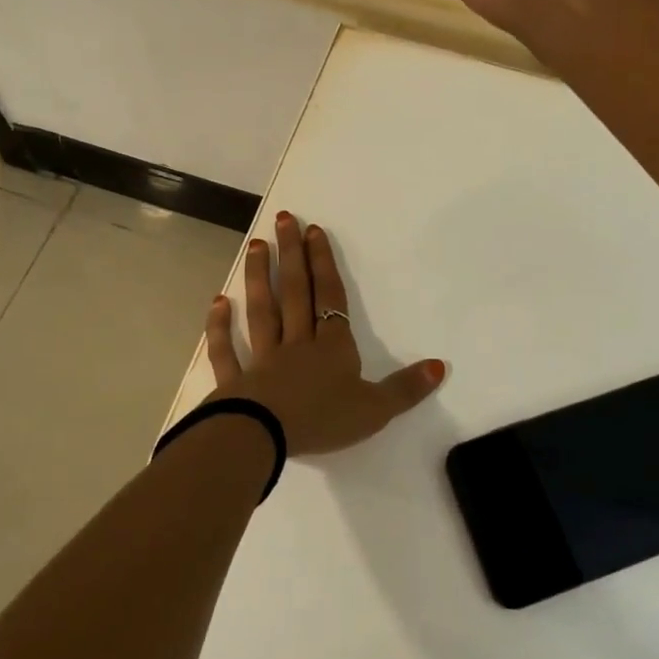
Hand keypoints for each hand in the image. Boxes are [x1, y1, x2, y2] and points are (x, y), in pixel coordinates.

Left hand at [203, 211, 444, 455]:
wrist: (265, 438)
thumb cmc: (322, 420)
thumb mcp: (375, 410)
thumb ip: (406, 388)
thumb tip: (440, 366)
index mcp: (331, 348)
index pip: (329, 297)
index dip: (323, 263)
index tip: (314, 230)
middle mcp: (296, 344)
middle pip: (294, 292)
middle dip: (291, 255)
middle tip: (283, 220)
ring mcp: (262, 360)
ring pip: (261, 311)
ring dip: (258, 278)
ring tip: (255, 245)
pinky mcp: (235, 381)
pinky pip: (226, 351)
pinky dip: (220, 328)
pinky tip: (218, 302)